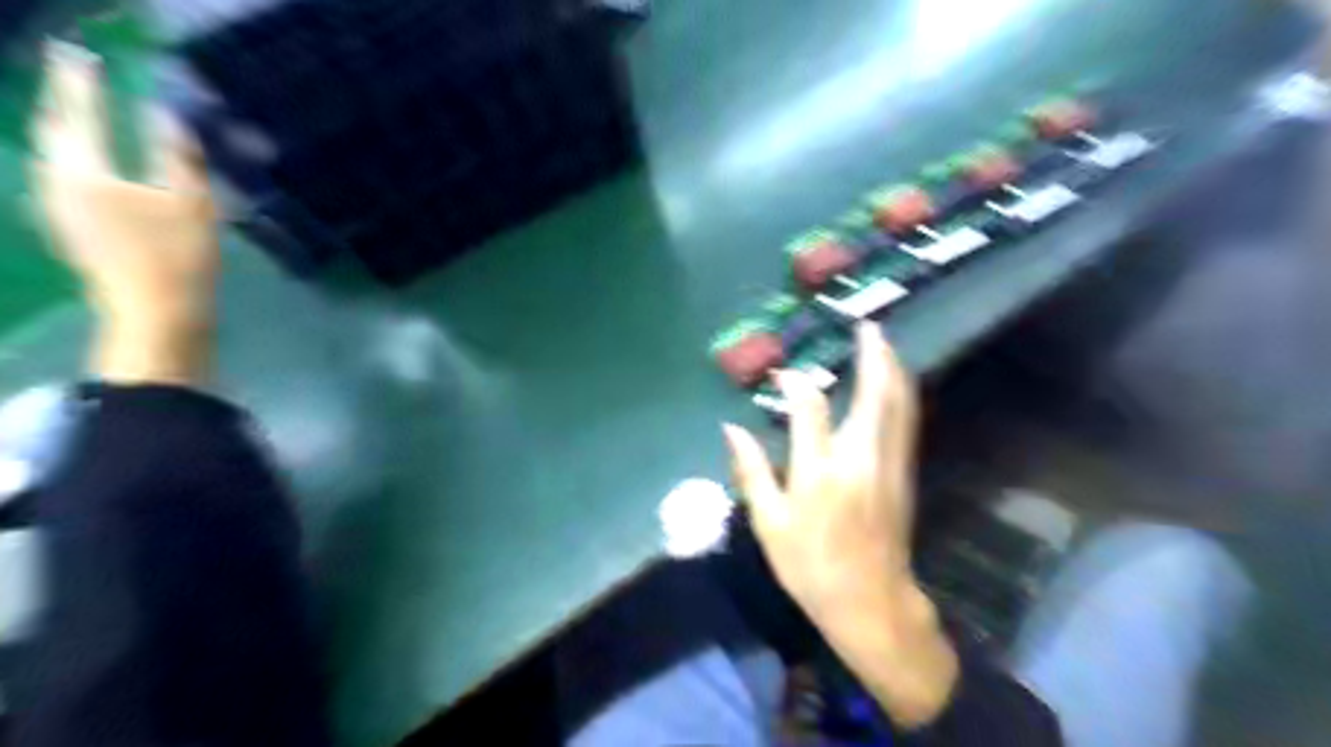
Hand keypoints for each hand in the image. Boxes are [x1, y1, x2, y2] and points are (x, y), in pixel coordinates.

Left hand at [29, 41, 217, 387]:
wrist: (157, 313)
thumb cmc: (179, 257)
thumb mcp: (193, 204)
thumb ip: (179, 156)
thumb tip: (166, 115)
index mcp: (85, 173)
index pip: (79, 115)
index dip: (81, 84)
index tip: (81, 56)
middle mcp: (58, 184)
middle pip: (52, 133)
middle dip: (62, 102)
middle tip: (71, 78)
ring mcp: (60, 210)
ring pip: (52, 156)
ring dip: (64, 130)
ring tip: (77, 113)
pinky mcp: (72, 229)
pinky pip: (62, 178)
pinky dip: (73, 157)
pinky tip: (85, 163)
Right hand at [728, 322, 958, 728]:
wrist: (870, 602)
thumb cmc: (810, 566)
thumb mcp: (770, 524)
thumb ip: (751, 472)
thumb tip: (731, 429)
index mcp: (820, 472)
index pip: (810, 408)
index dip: (797, 384)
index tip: (786, 373)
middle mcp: (860, 459)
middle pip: (874, 394)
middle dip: (873, 355)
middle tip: (867, 326)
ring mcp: (888, 465)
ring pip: (898, 405)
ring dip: (892, 369)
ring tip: (883, 343)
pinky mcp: (903, 474)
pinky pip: (905, 422)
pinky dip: (901, 395)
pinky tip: (895, 384)